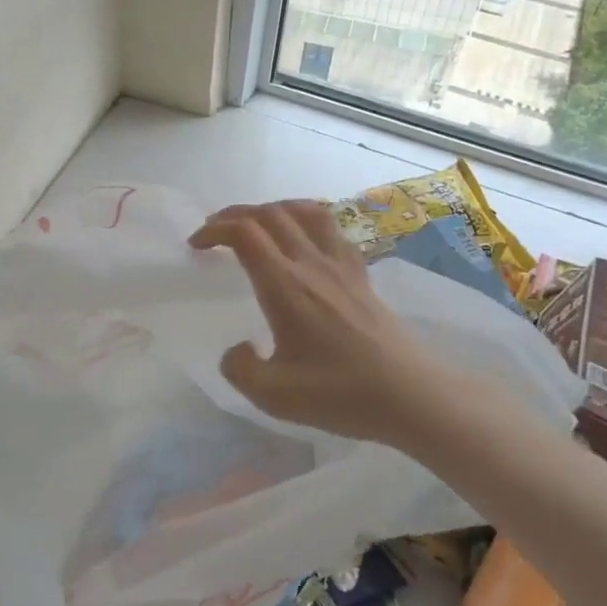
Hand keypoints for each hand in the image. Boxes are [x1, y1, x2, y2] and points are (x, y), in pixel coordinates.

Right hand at [189, 201, 448, 443]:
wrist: (410, 395)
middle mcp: (311, 264)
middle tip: (215, 232)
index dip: (214, 229)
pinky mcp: (361, 275)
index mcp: (285, 286)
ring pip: (304, 212)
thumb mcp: (274, 396)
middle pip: (270, 214)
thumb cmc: (340, 394)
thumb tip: (237, 349)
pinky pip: (331, 228)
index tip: (196, 245)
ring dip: (272, 209)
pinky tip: (304, 240)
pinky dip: (306, 220)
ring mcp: (341, 265)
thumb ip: (240, 369)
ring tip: (256, 225)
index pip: (245, 233)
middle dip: (236, 214)